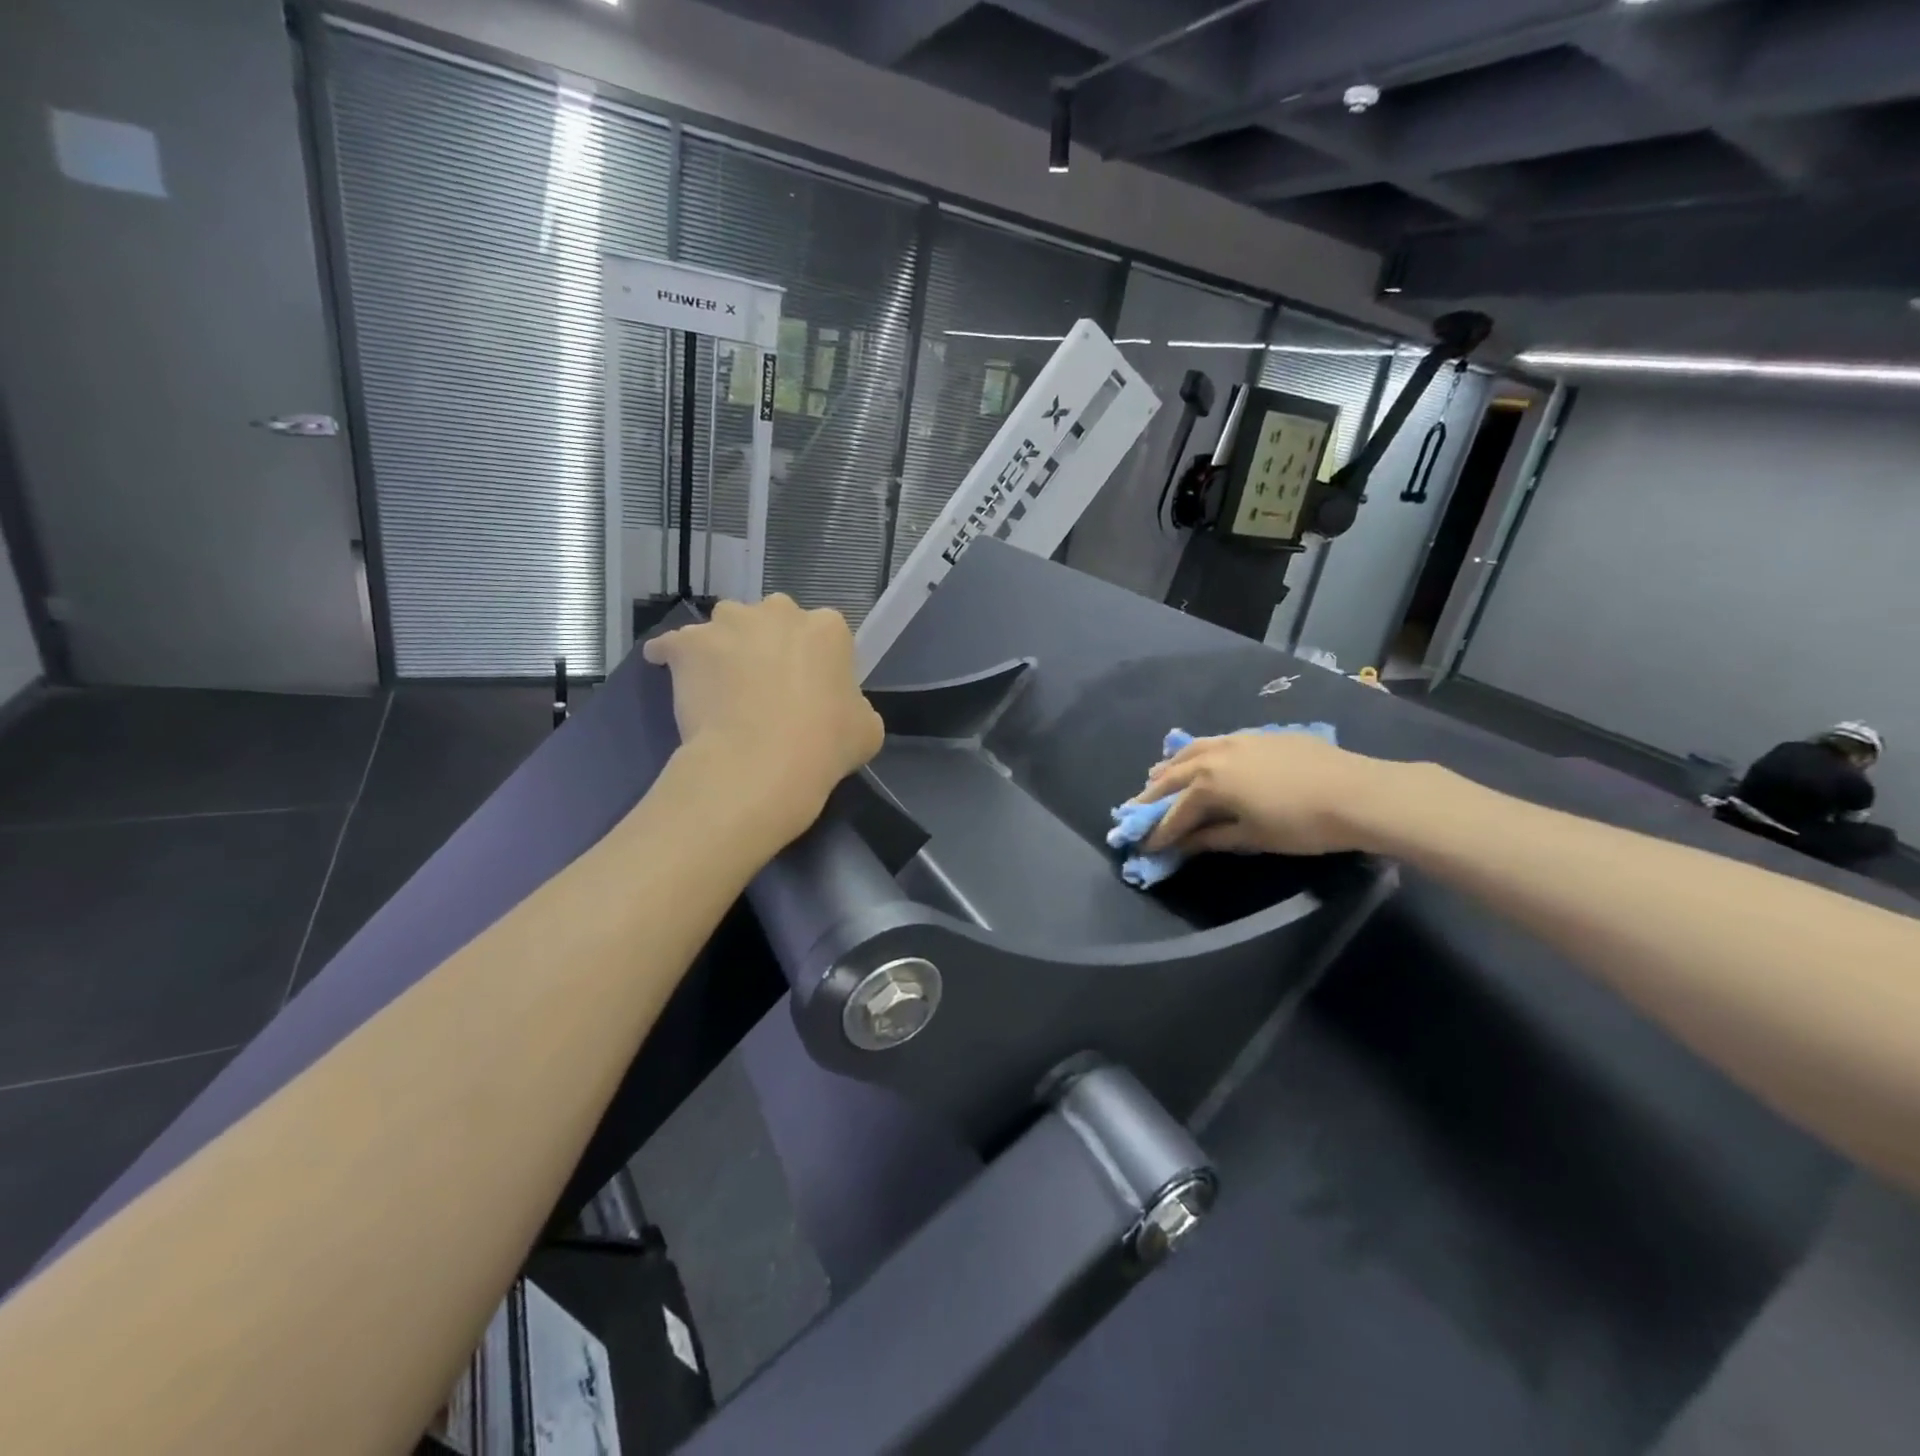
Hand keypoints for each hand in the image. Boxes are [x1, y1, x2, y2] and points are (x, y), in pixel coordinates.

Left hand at [643, 596, 883, 840]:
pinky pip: (673, 644)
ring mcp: (729, 625)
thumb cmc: (825, 746)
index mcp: (828, 628)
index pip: (824, 634)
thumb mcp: (866, 729)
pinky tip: (670, 672)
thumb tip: (838, 711)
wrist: (760, 764)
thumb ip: (854, 707)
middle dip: (768, 645)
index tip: (810, 689)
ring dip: (723, 647)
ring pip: (724, 627)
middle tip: (766, 686)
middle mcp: (778, 613)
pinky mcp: (687, 645)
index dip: (815, 662)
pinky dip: (671, 656)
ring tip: (719, 684)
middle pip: (772, 620)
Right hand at [1136, 731, 1390, 856]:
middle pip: (1175, 775)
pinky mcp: (1260, 735)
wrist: (1357, 793)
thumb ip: (1212, 837)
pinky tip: (1203, 759)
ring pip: (1193, 750)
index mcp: (1209, 782)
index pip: (1176, 811)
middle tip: (1136, 808)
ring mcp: (1238, 739)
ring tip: (1158, 775)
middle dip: (1154, 794)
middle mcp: (1215, 755)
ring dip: (1172, 766)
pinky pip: (1216, 742)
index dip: (1160, 831)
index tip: (1145, 845)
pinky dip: (1199, 753)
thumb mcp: (1252, 837)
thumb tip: (1183, 843)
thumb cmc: (1301, 823)